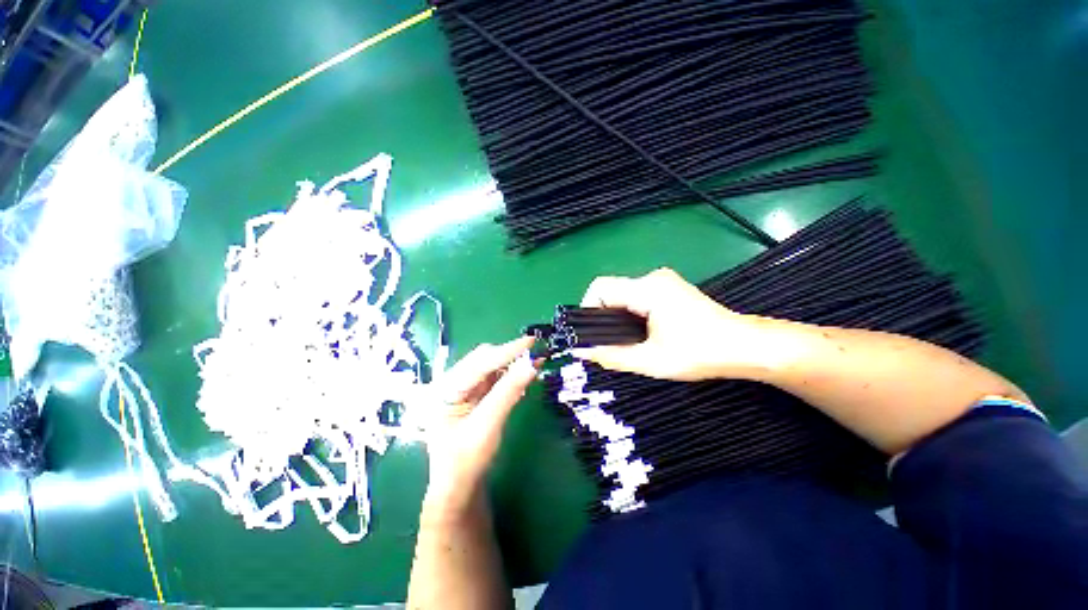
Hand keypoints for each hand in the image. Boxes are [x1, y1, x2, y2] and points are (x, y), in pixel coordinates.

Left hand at [421, 336, 538, 517]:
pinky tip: (523, 377)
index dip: (507, 350)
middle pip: (484, 360)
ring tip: (535, 363)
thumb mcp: (487, 425)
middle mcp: (451, 383)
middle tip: (537, 353)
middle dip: (510, 356)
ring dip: (513, 364)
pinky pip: (495, 379)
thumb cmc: (466, 461)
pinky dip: (510, 376)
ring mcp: (462, 389)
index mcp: (443, 389)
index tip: (532, 341)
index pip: (479, 362)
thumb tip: (532, 363)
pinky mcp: (474, 396)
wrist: (459, 488)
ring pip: (491, 368)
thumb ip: (509, 392)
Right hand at [573, 268, 753, 380]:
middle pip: (611, 290)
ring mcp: (663, 281)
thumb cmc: (699, 353)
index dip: (587, 309)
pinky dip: (630, 313)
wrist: (743, 346)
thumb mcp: (650, 360)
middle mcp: (653, 278)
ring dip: (617, 316)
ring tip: (624, 341)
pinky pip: (637, 296)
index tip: (590, 334)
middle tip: (606, 342)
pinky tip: (640, 333)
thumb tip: (581, 351)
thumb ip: (611, 356)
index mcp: (647, 289)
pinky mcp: (669, 288)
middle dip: (603, 316)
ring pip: (624, 294)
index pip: (600, 288)